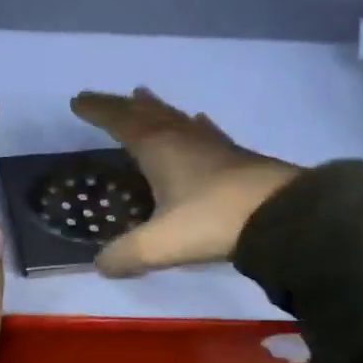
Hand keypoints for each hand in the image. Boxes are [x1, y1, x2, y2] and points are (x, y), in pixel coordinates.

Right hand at [70, 87, 301, 276]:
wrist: (283, 214)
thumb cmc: (214, 221)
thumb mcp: (160, 244)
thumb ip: (126, 255)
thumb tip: (101, 265)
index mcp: (159, 148)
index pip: (120, 121)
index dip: (98, 110)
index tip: (78, 101)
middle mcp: (183, 138)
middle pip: (147, 113)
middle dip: (121, 106)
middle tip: (105, 99)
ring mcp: (213, 145)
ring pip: (177, 118)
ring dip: (156, 109)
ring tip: (143, 96)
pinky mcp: (237, 157)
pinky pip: (205, 132)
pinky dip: (193, 124)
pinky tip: (198, 122)